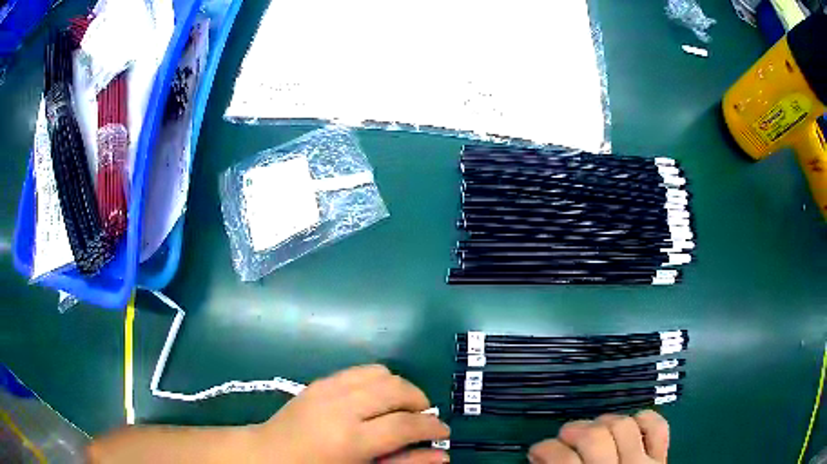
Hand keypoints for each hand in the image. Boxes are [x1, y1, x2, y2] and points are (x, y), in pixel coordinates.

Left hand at [250, 365, 449, 463]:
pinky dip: (379, 381)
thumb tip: (441, 455)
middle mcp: (341, 406)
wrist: (269, 454)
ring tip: (402, 408)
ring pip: (382, 373)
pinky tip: (377, 399)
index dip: (431, 427)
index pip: (405, 424)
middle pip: (397, 389)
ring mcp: (328, 388)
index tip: (443, 432)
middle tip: (423, 420)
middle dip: (420, 402)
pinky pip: (361, 370)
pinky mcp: (320, 380)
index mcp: (350, 439)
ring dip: (401, 388)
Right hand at [528, 410, 668, 463]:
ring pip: (623, 425)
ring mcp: (642, 463)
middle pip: (594, 436)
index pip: (561, 458)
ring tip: (594, 430)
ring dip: (605, 422)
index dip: (544, 449)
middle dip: (573, 430)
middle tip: (564, 438)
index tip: (537, 451)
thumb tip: (539, 459)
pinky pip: (658, 427)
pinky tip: (631, 425)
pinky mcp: (660, 458)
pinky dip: (645, 419)